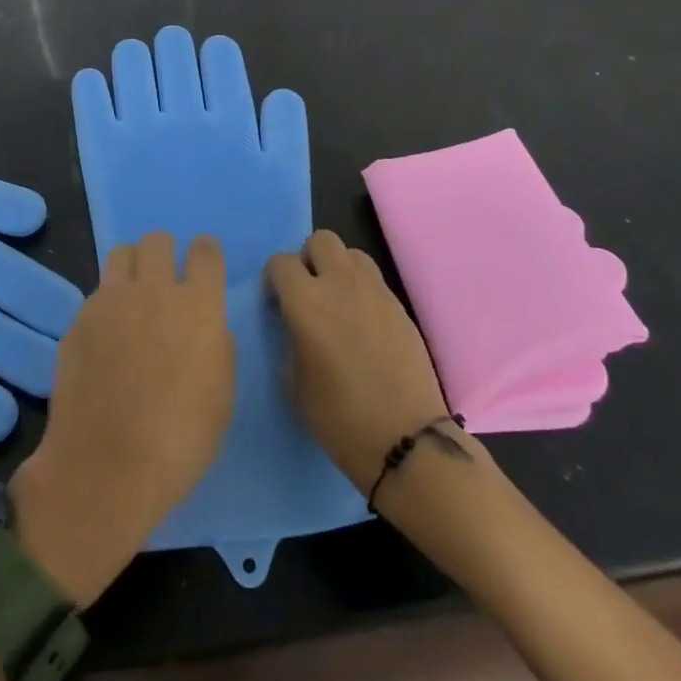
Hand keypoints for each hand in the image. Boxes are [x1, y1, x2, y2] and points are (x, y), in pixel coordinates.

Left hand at [12, 232, 234, 604]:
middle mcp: (155, 290)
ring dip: (133, 267)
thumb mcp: (221, 395)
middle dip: (165, 254)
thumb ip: (216, 345)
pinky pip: (98, 293)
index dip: (206, 254)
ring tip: (133, 297)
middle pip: (159, 240)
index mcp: (199, 306)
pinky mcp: (80, 319)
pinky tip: (106, 336)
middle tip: (165, 282)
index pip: (205, 251)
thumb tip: (205, 325)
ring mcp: (112, 301)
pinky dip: (107, 303)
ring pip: (122, 254)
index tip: (203, 266)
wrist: (106, 468)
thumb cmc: (180, 441)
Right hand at [266, 230, 450, 493]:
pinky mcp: (399, 305)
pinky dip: (361, 289)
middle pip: (320, 240)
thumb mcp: (294, 383)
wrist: (405, 440)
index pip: (280, 263)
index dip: (274, 280)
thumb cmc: (339, 419)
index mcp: (306, 303)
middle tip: (308, 293)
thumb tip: (295, 326)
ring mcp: (375, 291)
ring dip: (338, 268)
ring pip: (351, 253)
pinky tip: (362, 323)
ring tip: (337, 303)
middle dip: (308, 260)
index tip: (276, 304)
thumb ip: (290, 340)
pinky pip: (373, 279)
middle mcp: (340, 284)